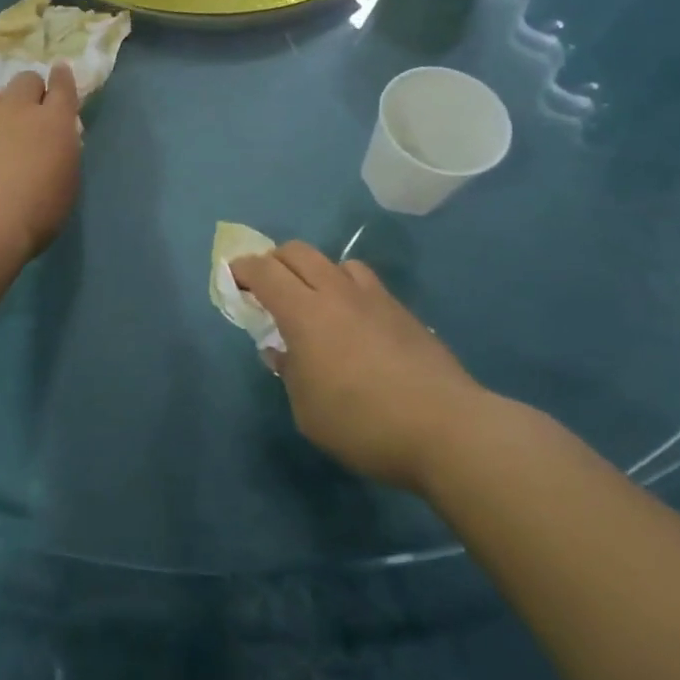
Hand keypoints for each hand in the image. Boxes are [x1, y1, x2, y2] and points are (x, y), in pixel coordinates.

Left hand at [0, 64, 82, 258]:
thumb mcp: (67, 184)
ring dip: (6, 106)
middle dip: (32, 90)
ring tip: (5, 130)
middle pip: (26, 80)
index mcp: (55, 121)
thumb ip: (64, 155)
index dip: (63, 78)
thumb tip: (56, 142)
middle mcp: (21, 109)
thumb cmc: (36, 210)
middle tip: (34, 112)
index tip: (61, 72)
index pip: (63, 87)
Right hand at [232, 243, 484, 489]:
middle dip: (274, 260)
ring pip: (335, 262)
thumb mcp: (308, 411)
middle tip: (266, 285)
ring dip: (315, 271)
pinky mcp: (402, 311)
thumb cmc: (362, 423)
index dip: (243, 269)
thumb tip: (281, 351)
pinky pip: (365, 283)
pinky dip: (347, 288)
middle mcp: (336, 292)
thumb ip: (289, 373)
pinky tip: (353, 319)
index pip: (264, 271)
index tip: (233, 277)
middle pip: (298, 252)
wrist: (446, 428)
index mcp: (304, 312)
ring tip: (313, 299)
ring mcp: (374, 298)